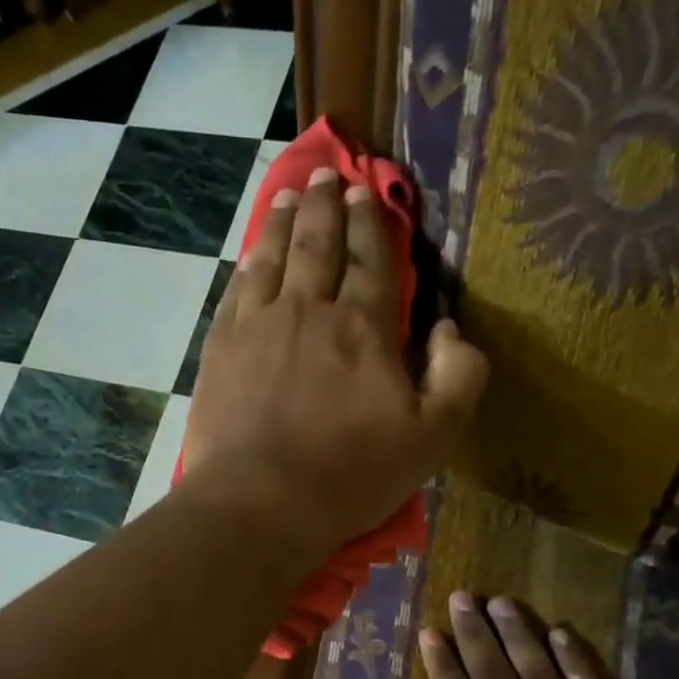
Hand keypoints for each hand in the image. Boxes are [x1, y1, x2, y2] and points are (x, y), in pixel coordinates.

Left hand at [181, 166, 487, 557]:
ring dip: (282, 221)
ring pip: (271, 256)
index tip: (366, 191)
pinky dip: (247, 264)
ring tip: (287, 195)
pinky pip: (236, 290)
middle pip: (316, 244)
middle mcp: (307, 310)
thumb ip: (458, 376)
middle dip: (324, 205)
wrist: (259, 503)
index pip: (370, 259)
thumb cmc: (349, 475)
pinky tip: (250, 255)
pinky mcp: (220, 349)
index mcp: (363, 326)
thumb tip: (450, 328)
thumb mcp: (432, 437)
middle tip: (325, 175)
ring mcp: (257, 325)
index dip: (370, 223)